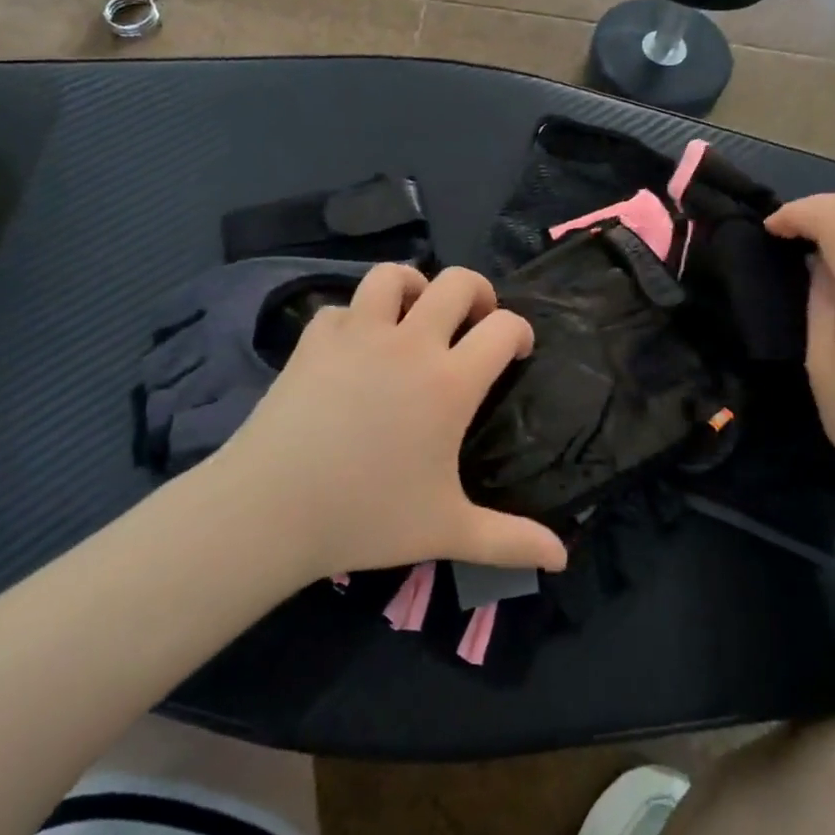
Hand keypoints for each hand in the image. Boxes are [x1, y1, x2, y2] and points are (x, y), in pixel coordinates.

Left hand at [204, 264, 569, 580]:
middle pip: (457, 282)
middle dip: (478, 292)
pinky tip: (356, 347)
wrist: (271, 507)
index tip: (516, 352)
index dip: (520, 332)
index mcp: (450, 381)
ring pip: (393, 276)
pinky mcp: (315, 339)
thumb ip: (510, 540)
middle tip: (475, 321)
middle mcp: (410, 343)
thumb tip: (563, 558)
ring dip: (414, 286)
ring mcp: (358, 334)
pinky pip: (344, 307)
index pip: (504, 328)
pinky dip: (358, 318)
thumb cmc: (367, 516)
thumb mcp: (448, 531)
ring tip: (416, 314)